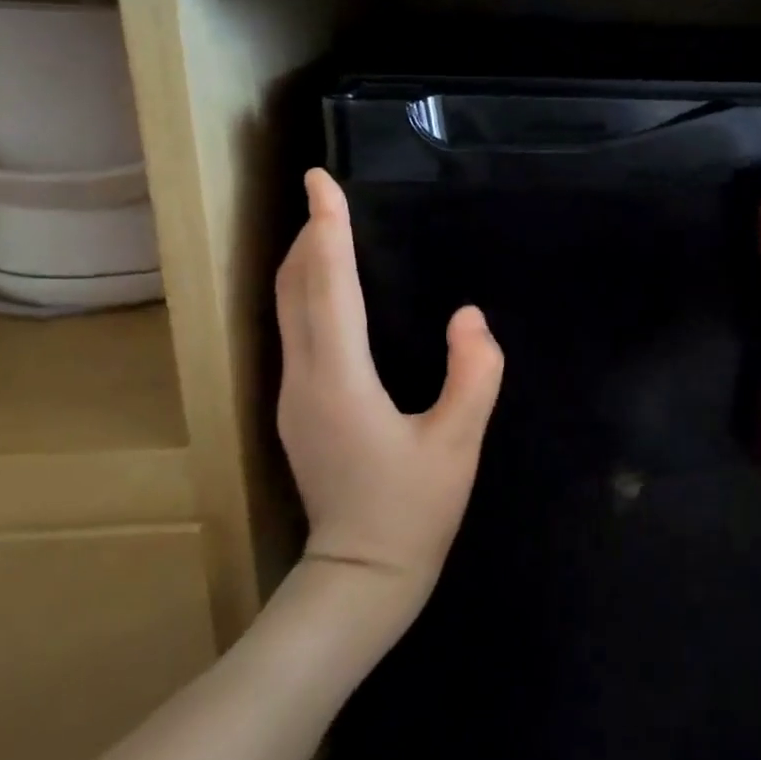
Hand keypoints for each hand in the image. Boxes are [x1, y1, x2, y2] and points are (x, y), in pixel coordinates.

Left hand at [274, 169, 503, 620]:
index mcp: (340, 380)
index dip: (326, 229)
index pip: (328, 286)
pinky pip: (294, 330)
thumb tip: (470, 316)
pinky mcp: (298, 409)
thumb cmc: (412, 511)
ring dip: (304, 262)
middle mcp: (304, 378)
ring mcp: (293, 395)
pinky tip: (329, 289)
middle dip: (307, 235)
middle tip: (325, 194)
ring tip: (327, 228)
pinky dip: (306, 292)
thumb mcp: (458, 443)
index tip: (320, 181)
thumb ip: (474, 374)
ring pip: (286, 309)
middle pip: (294, 289)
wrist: (359, 578)